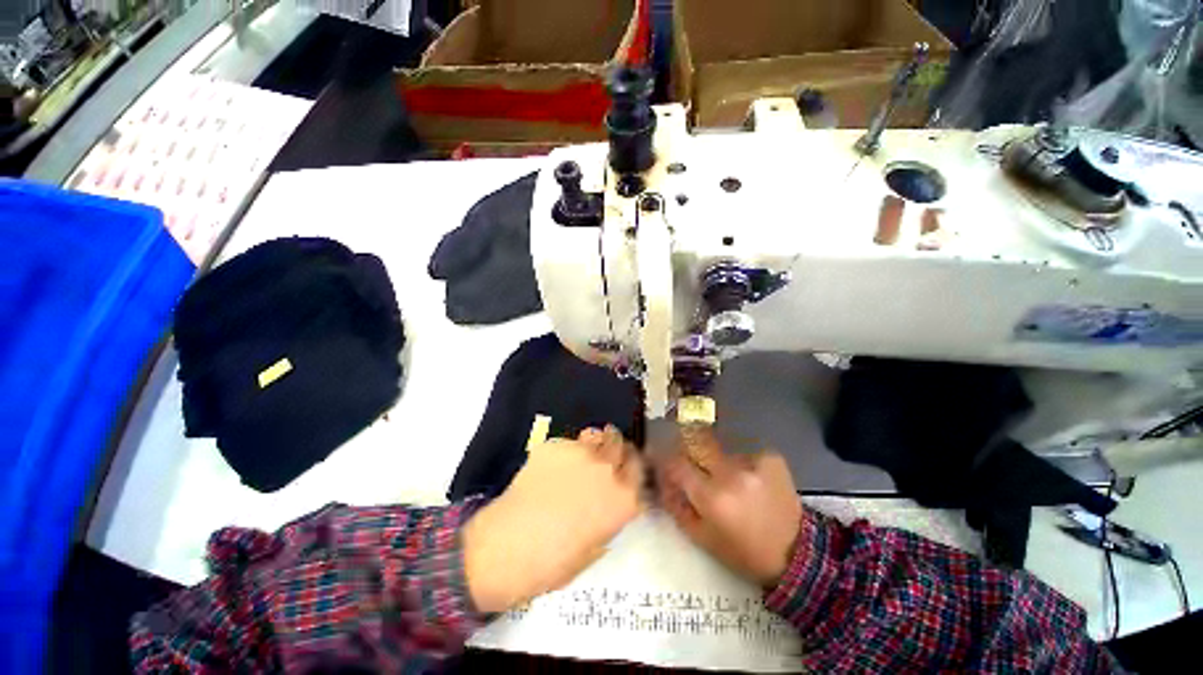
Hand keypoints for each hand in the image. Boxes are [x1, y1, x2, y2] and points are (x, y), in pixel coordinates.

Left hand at [464, 426, 643, 612]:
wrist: (509, 547)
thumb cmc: (554, 562)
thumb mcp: (596, 546)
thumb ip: (610, 514)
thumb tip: (609, 499)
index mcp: (623, 498)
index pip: (638, 465)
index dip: (630, 464)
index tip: (623, 467)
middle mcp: (607, 469)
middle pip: (619, 443)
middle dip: (614, 448)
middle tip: (602, 458)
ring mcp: (581, 453)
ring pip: (595, 435)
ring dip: (593, 444)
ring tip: (579, 457)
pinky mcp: (556, 445)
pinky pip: (567, 442)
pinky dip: (564, 451)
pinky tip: (550, 468)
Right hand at [658, 432, 801, 587]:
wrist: (797, 555)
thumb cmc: (742, 551)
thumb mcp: (701, 538)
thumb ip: (676, 505)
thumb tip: (661, 480)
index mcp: (711, 497)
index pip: (676, 463)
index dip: (665, 460)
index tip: (664, 462)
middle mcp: (730, 473)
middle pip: (696, 443)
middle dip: (689, 450)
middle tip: (693, 464)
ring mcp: (753, 462)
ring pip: (720, 450)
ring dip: (717, 461)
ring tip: (729, 481)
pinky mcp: (770, 457)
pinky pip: (743, 452)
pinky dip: (741, 463)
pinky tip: (751, 481)